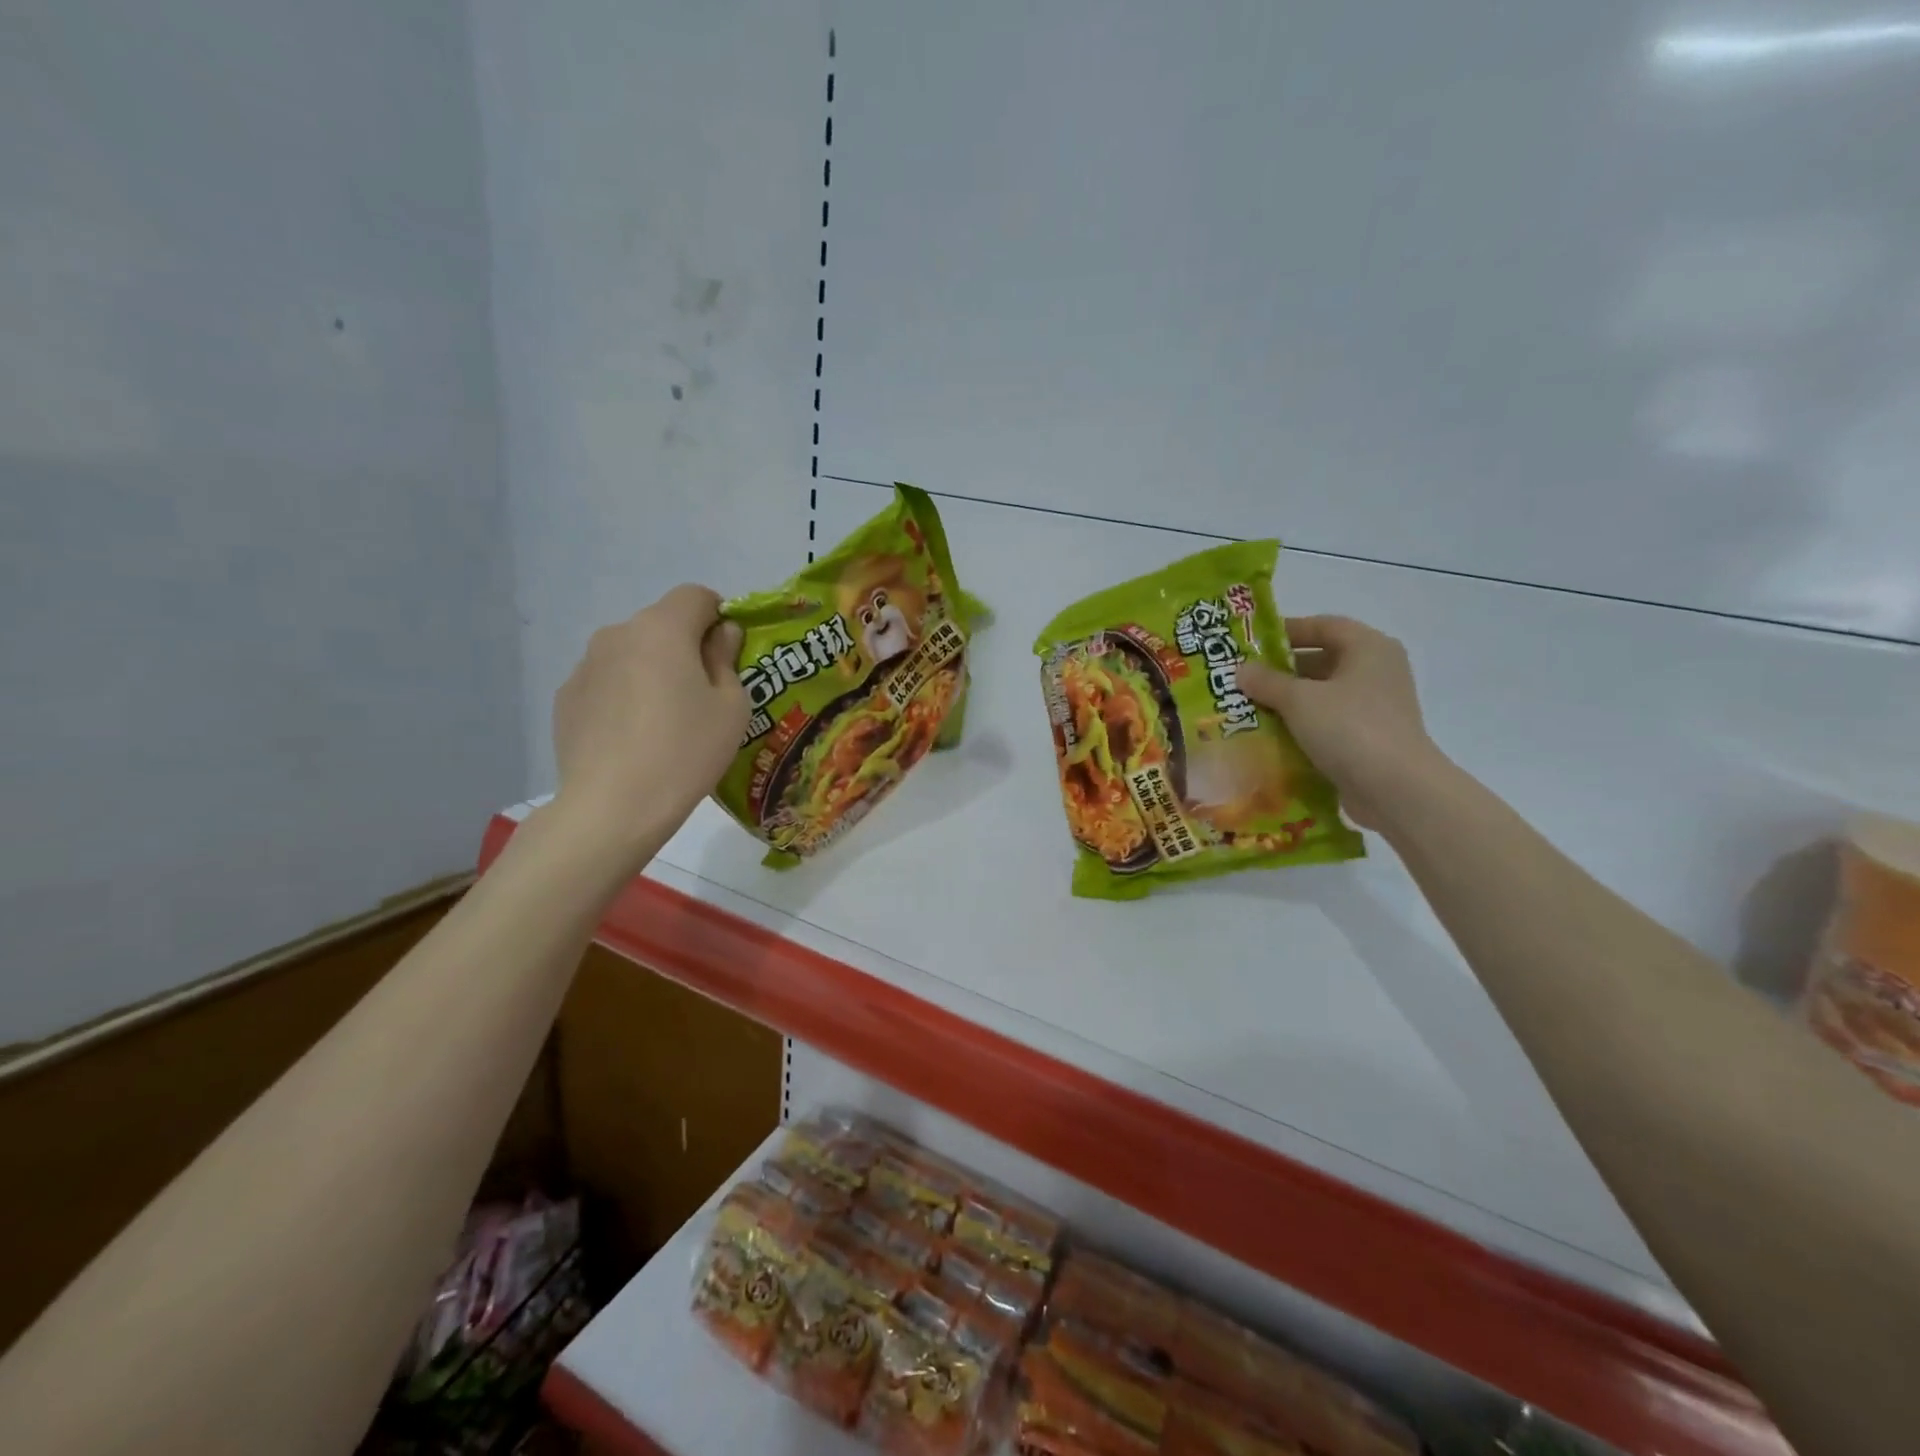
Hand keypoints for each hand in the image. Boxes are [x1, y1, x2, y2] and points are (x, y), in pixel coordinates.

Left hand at [549, 585, 747, 857]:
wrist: (613, 807)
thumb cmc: (686, 751)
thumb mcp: (731, 706)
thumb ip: (726, 659)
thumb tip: (720, 634)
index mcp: (662, 628)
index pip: (696, 595)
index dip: (719, 616)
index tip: (728, 653)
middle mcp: (618, 633)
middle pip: (661, 624)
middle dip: (685, 646)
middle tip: (702, 694)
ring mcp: (585, 665)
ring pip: (631, 653)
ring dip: (652, 670)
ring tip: (664, 721)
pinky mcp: (566, 697)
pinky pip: (607, 682)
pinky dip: (624, 696)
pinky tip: (633, 737)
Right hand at [1238, 616, 1445, 829]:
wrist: (1395, 788)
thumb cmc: (1349, 728)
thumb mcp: (1299, 699)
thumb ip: (1267, 681)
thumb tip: (1241, 670)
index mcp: (1368, 648)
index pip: (1323, 625)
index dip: (1287, 630)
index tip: (1252, 644)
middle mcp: (1376, 671)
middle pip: (1323, 660)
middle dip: (1282, 670)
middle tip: (1243, 680)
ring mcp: (1375, 706)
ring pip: (1323, 694)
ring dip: (1288, 701)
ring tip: (1249, 708)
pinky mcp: (1369, 737)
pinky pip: (1329, 722)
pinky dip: (1302, 725)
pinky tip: (1271, 736)